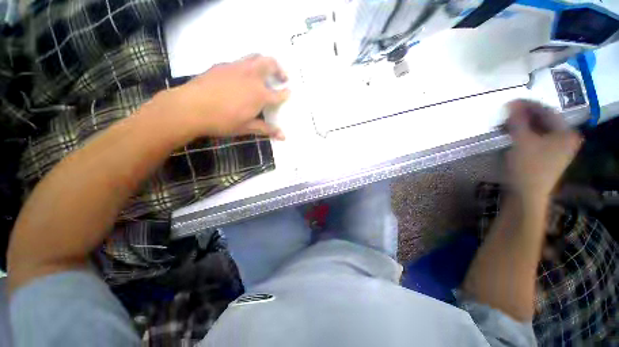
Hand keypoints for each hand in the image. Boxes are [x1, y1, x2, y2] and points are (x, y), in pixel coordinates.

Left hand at [161, 55, 289, 139]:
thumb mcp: (247, 127)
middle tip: (283, 77)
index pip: (278, 94)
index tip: (290, 92)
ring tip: (265, 72)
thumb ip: (267, 129)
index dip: (286, 94)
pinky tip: (242, 77)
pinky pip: (240, 61)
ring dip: (264, 62)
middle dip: (279, 68)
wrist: (190, 108)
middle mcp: (251, 76)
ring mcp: (236, 68)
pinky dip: (247, 66)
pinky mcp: (222, 65)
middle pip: (270, 63)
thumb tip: (283, 137)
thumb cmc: (223, 121)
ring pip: (255, 56)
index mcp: (259, 94)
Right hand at [505, 100, 581, 202]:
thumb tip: (511, 103)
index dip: (527, 105)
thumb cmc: (528, 166)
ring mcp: (557, 147)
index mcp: (566, 132)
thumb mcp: (522, 141)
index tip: (510, 102)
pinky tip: (511, 133)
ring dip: (521, 125)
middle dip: (523, 115)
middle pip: (543, 120)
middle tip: (505, 114)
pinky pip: (535, 138)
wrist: (526, 193)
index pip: (547, 111)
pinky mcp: (546, 154)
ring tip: (505, 123)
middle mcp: (565, 138)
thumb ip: (517, 120)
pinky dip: (523, 134)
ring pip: (538, 129)